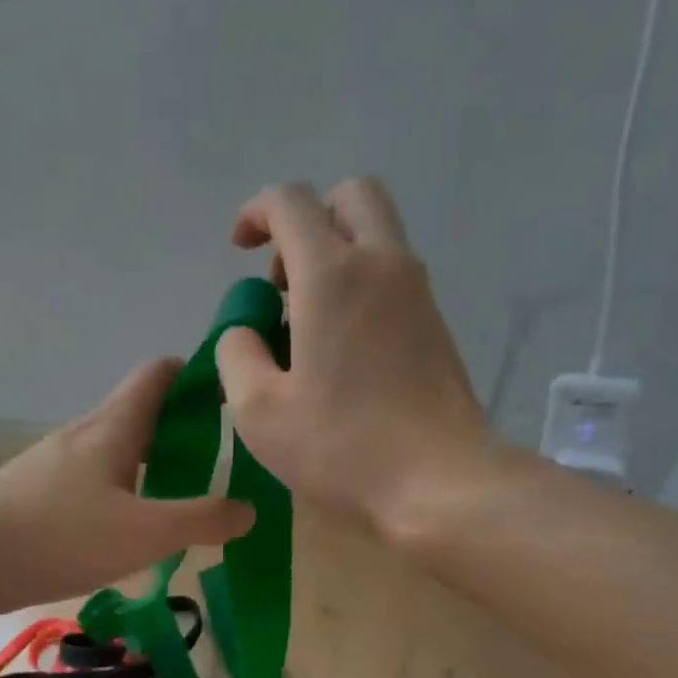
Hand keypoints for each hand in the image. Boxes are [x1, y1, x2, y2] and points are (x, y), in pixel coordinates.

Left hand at [0, 358, 253, 602]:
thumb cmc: (61, 535)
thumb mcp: (145, 533)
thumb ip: (201, 520)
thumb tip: (248, 510)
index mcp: (114, 427)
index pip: (158, 374)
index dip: (194, 374)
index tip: (229, 398)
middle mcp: (84, 434)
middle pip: (139, 413)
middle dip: (180, 429)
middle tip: (217, 464)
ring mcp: (55, 463)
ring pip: (115, 450)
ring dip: (149, 464)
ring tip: (178, 500)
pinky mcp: (37, 493)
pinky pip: (92, 480)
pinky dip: (121, 491)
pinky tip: (127, 530)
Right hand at [215, 178, 491, 532]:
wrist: (440, 481)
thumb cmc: (342, 447)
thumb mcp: (259, 411)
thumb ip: (237, 355)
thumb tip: (243, 332)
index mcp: (332, 275)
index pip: (290, 202)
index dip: (256, 212)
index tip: (239, 248)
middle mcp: (382, 265)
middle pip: (351, 197)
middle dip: (309, 220)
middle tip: (284, 279)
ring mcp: (418, 293)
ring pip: (379, 235)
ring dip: (338, 254)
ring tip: (308, 322)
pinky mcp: (438, 325)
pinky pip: (396, 277)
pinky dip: (364, 286)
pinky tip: (344, 349)